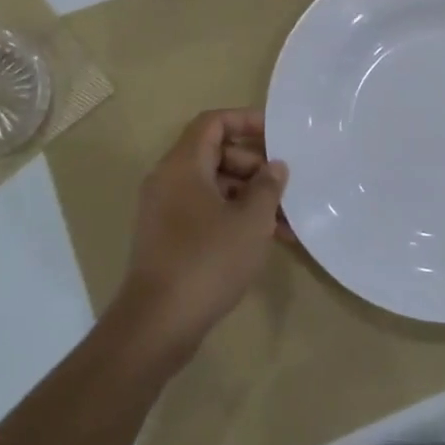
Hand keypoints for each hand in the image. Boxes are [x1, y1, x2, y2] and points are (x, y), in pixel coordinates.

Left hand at [110, 109, 288, 365]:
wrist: (158, 323)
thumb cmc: (208, 261)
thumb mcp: (250, 221)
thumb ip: (267, 187)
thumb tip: (274, 167)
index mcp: (183, 166)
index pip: (213, 122)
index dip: (246, 121)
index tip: (278, 136)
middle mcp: (169, 181)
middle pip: (215, 154)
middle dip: (254, 166)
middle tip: (284, 187)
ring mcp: (165, 211)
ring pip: (214, 187)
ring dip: (249, 197)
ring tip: (286, 222)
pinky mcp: (169, 238)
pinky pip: (205, 212)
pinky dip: (234, 218)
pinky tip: (265, 241)